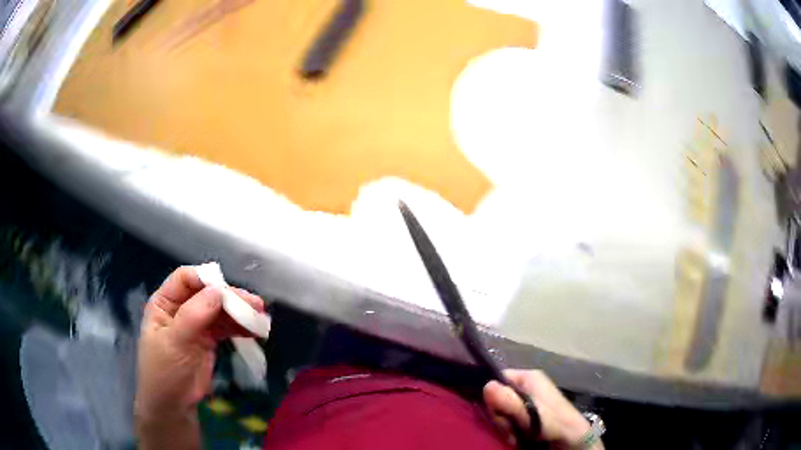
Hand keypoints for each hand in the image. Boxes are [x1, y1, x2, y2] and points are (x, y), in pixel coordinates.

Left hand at [135, 266, 264, 448]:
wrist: (173, 406)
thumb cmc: (164, 371)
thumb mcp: (174, 342)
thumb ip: (194, 316)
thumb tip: (218, 291)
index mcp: (165, 303)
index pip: (185, 279)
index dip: (205, 280)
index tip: (228, 291)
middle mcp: (181, 308)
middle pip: (207, 294)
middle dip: (230, 298)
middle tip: (256, 306)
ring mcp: (196, 324)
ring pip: (219, 310)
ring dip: (240, 313)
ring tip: (261, 319)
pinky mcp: (209, 340)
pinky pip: (226, 328)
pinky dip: (240, 327)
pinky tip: (255, 331)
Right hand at [483, 370, 602, 448]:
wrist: (574, 439)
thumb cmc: (554, 422)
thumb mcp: (531, 413)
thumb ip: (510, 401)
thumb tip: (486, 385)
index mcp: (529, 377)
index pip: (498, 378)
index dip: (492, 396)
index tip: (497, 414)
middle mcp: (527, 386)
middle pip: (498, 397)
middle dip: (501, 417)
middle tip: (510, 429)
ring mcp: (529, 400)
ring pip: (503, 411)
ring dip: (506, 426)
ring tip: (516, 435)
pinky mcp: (530, 414)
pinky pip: (510, 419)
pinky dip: (512, 430)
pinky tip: (518, 437)